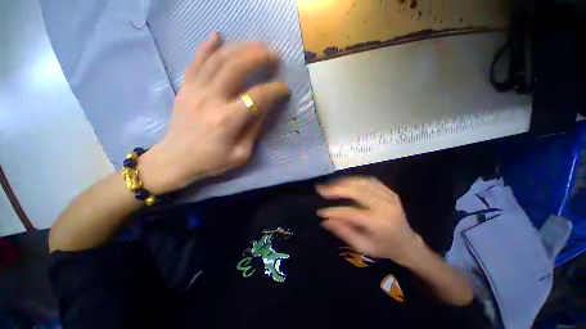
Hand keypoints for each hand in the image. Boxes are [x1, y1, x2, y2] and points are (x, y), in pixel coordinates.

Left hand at [139, 33, 288, 193]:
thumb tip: (266, 107)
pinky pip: (196, 61)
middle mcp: (211, 100)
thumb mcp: (241, 154)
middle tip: (274, 55)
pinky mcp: (185, 88)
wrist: (176, 159)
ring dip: (240, 48)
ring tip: (257, 45)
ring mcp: (195, 90)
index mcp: (227, 120)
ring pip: (218, 59)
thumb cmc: (212, 161)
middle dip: (258, 56)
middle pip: (236, 67)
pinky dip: (207, 46)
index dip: (274, 90)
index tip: (284, 89)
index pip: (257, 97)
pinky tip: (218, 36)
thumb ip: (254, 129)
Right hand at [317, 177, 421, 264]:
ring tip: (329, 185)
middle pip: (356, 191)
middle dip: (335, 188)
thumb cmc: (384, 248)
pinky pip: (369, 180)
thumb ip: (344, 232)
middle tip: (320, 189)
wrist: (407, 242)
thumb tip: (325, 221)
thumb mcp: (363, 246)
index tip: (320, 212)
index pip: (351, 213)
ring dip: (343, 182)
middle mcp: (384, 206)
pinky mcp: (389, 191)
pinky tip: (344, 182)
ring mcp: (388, 196)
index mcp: (379, 223)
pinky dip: (354, 179)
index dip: (333, 211)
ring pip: (361, 182)